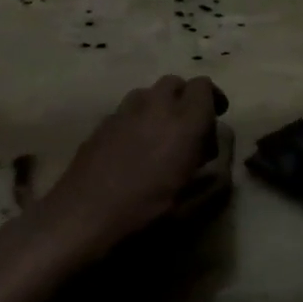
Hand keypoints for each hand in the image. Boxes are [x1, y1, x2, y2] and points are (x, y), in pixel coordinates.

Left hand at [10, 75, 233, 269]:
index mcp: (184, 122)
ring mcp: (123, 112)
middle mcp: (154, 107)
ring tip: (160, 138)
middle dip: (186, 99)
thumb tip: (220, 153)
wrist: (81, 218)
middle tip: (191, 130)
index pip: (203, 86)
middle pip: (175, 83)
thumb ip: (216, 174)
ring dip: (160, 107)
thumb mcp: (193, 205)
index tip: (216, 120)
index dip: (213, 99)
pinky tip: (133, 150)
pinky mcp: (100, 124)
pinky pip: (126, 110)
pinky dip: (137, 120)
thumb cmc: (145, 214)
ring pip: (148, 93)